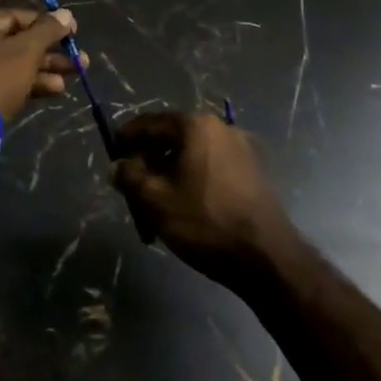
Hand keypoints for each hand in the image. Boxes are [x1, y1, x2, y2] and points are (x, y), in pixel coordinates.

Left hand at [0, 0, 83, 125]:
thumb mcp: (25, 51)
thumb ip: (48, 30)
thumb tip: (66, 15)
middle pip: (14, 23)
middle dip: (48, 33)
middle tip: (74, 39)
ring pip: (17, 51)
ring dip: (48, 58)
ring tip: (79, 67)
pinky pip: (11, 74)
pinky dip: (33, 78)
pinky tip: (58, 88)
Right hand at [112, 113, 296, 289]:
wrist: (268, 258)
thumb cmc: (206, 222)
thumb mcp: (156, 200)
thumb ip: (130, 176)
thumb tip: (118, 166)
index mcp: (196, 126)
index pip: (150, 122)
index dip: (126, 137)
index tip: (112, 154)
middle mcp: (220, 128)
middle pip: (172, 139)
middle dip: (149, 163)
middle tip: (133, 188)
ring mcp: (242, 149)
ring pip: (192, 157)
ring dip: (170, 176)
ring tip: (157, 207)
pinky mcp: (254, 173)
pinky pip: (211, 169)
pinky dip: (193, 182)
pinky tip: (186, 210)